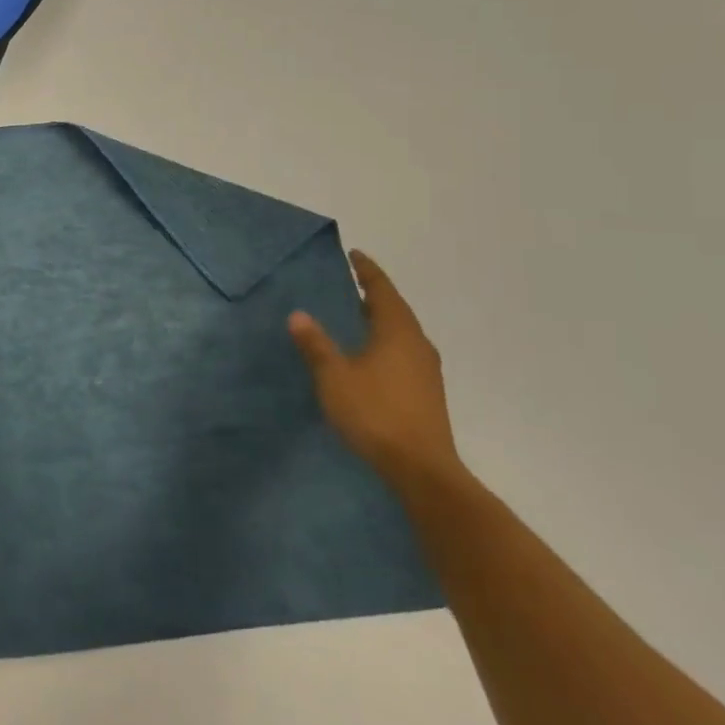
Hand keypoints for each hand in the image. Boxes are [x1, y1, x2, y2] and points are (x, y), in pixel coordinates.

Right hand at [288, 250, 463, 494]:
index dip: (367, 271)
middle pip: (395, 310)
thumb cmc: (375, 413)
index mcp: (397, 332)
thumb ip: (316, 344)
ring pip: (401, 333)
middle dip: (373, 295)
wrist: (421, 469)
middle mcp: (417, 344)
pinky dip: (384, 342)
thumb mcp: (334, 376)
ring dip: (379, 320)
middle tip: (349, 283)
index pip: (382, 290)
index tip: (354, 255)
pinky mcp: (426, 392)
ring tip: (355, 316)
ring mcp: (426, 370)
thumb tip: (298, 314)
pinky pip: (403, 352)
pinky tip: (368, 355)